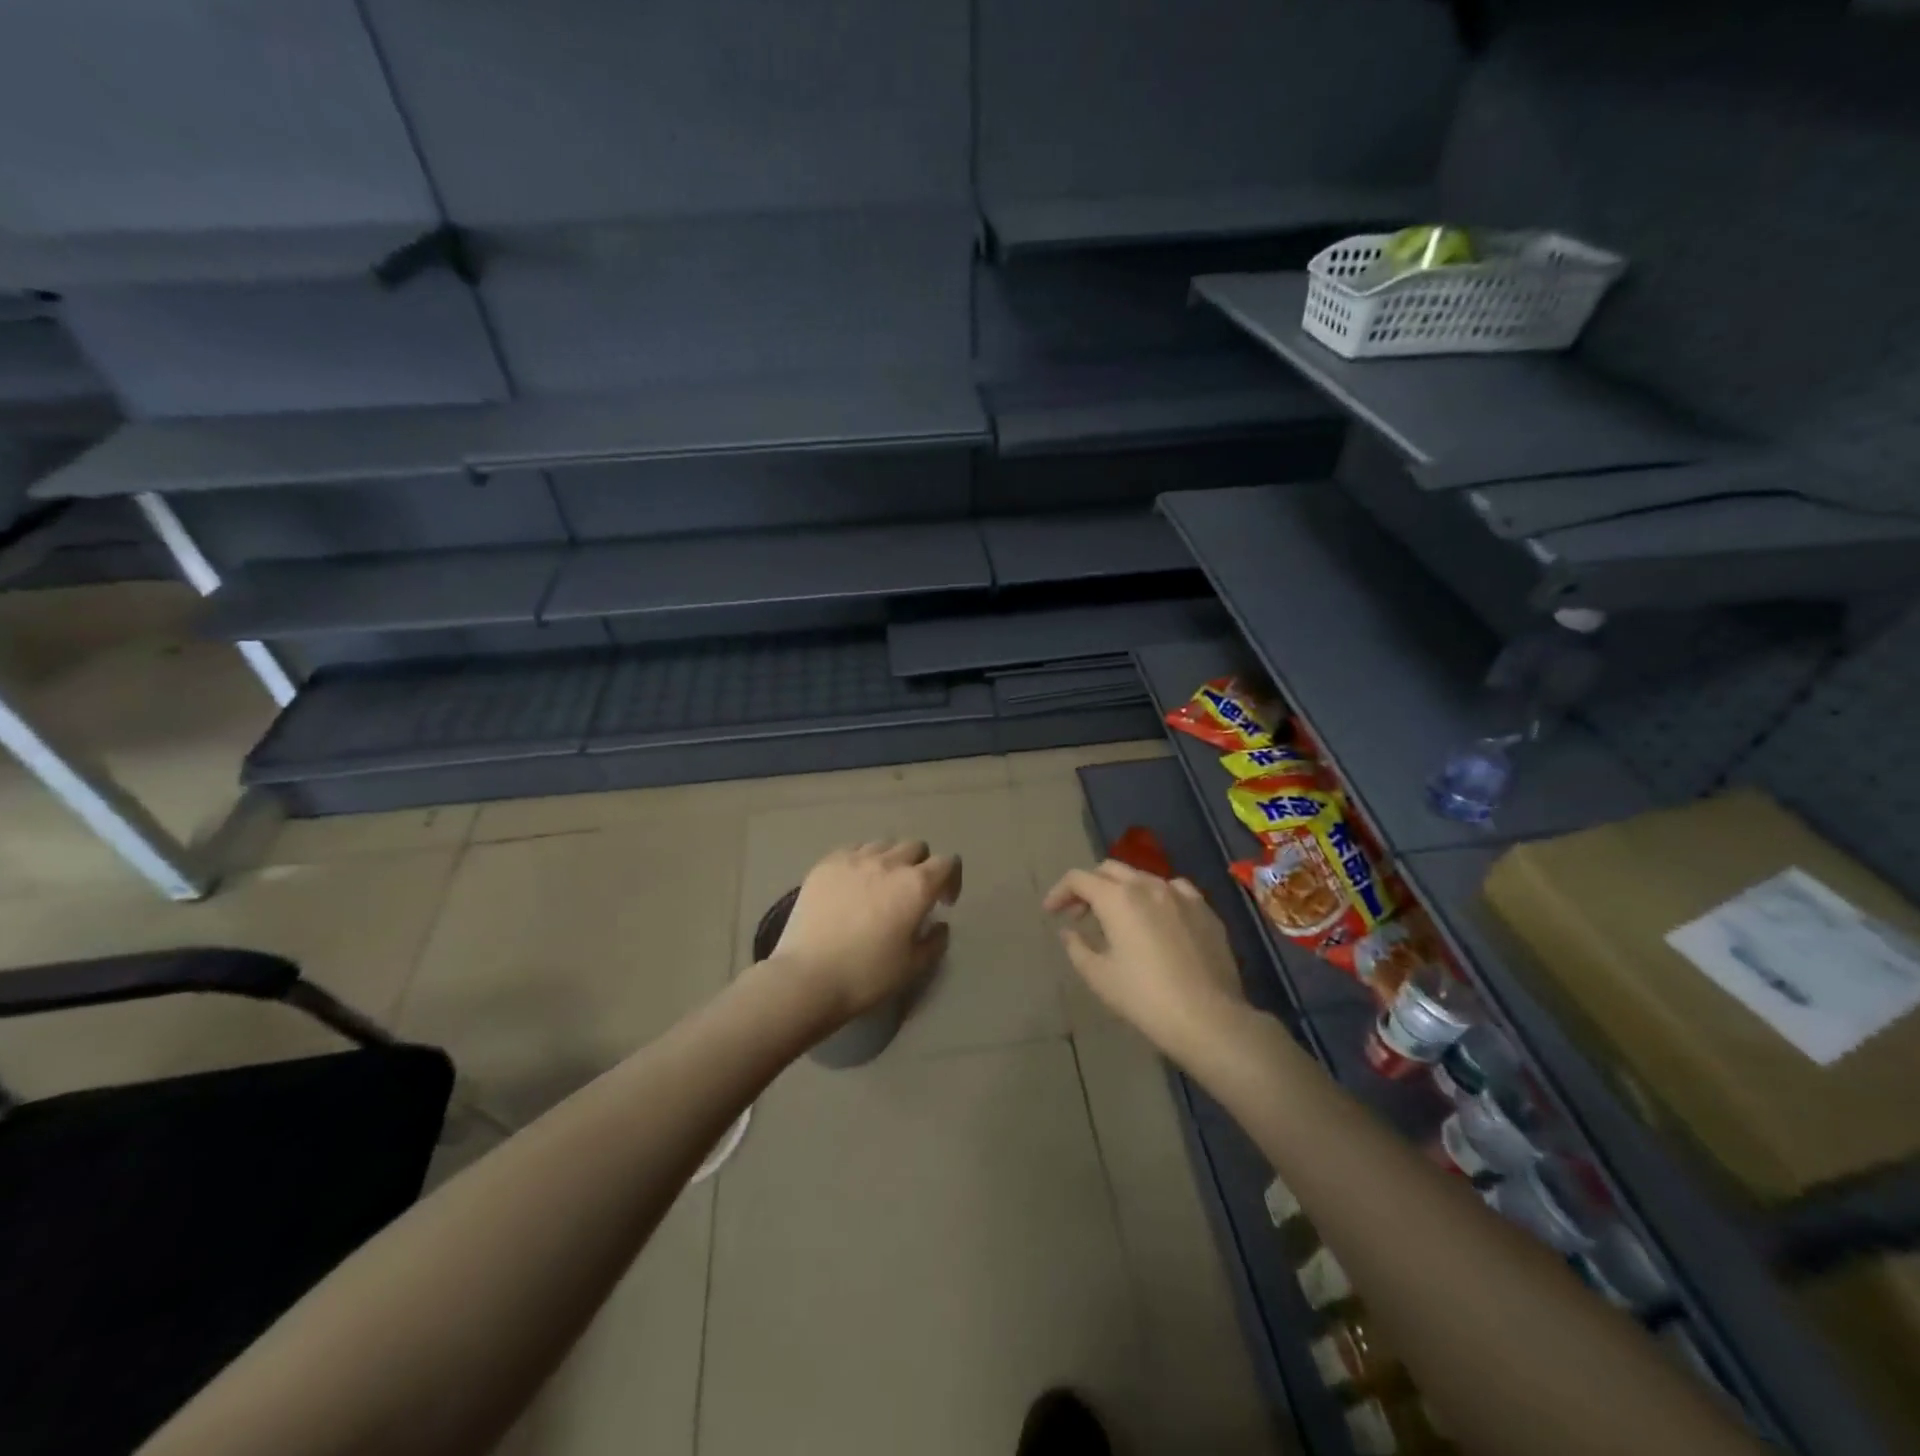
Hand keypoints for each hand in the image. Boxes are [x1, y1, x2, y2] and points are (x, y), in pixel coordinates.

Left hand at [769, 840, 962, 1021]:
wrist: (808, 977)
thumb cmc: (866, 975)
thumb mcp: (913, 967)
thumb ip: (935, 941)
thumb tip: (939, 925)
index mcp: (916, 886)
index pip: (947, 862)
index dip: (951, 879)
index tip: (942, 903)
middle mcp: (888, 863)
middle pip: (916, 847)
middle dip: (921, 865)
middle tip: (912, 893)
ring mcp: (854, 859)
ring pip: (883, 844)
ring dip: (891, 860)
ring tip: (880, 885)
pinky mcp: (826, 864)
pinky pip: (853, 850)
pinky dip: (861, 861)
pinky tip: (852, 884)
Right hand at [1043, 860, 1246, 1059]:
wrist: (1208, 1018)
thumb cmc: (1145, 998)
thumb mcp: (1100, 976)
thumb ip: (1077, 947)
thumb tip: (1070, 931)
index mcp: (1118, 898)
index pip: (1079, 879)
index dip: (1060, 891)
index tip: (1051, 912)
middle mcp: (1148, 885)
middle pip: (1110, 870)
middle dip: (1090, 886)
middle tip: (1080, 914)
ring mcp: (1181, 894)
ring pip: (1142, 877)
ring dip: (1122, 891)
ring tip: (1118, 919)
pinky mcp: (1205, 909)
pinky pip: (1173, 890)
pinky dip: (1155, 897)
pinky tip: (1157, 919)